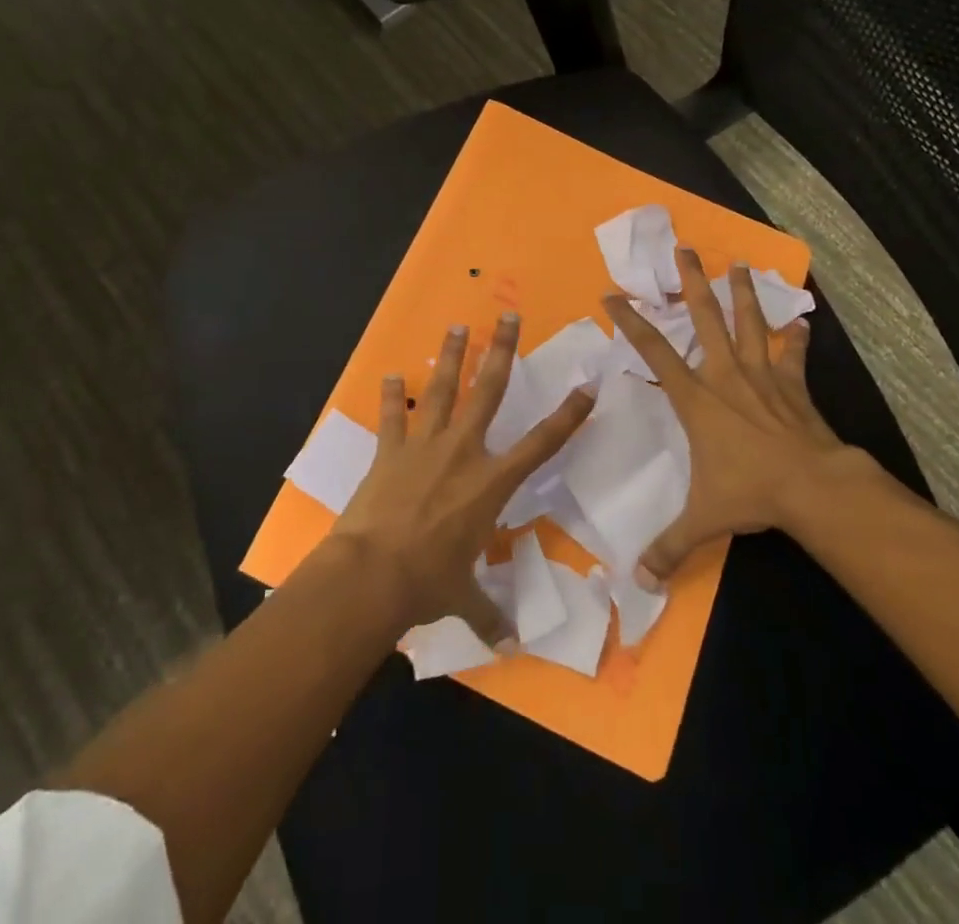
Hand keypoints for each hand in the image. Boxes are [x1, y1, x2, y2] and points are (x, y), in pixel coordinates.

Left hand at [332, 313, 596, 646]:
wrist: (371, 575)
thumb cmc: (427, 582)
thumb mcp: (463, 597)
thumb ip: (489, 611)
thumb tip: (509, 642)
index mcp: (490, 483)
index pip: (541, 444)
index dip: (567, 415)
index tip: (587, 387)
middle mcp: (463, 452)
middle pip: (488, 391)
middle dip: (501, 351)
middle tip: (508, 316)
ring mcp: (424, 445)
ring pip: (442, 389)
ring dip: (450, 356)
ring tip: (458, 326)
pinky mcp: (390, 450)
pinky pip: (393, 415)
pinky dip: (392, 395)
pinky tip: (390, 375)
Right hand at [603, 250, 880, 586]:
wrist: (812, 488)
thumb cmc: (749, 493)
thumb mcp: (702, 520)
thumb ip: (668, 548)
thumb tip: (638, 583)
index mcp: (696, 399)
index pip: (653, 353)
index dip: (630, 323)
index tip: (613, 295)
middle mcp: (725, 376)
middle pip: (704, 319)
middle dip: (691, 283)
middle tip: (684, 249)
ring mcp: (762, 377)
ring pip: (749, 324)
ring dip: (741, 293)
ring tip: (738, 264)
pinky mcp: (793, 387)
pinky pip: (794, 357)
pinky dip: (797, 340)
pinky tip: (802, 323)